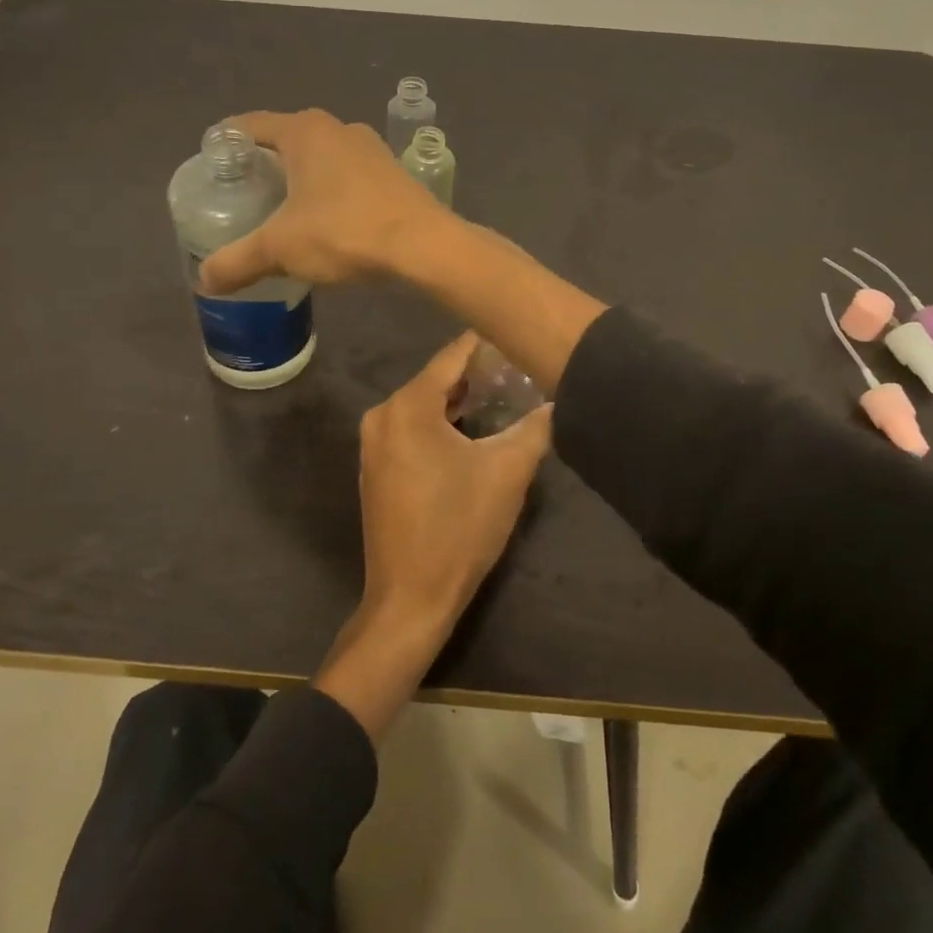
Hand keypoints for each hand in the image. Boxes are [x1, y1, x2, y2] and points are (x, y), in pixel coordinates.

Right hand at [198, 109, 452, 295]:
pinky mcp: (393, 172)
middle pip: (288, 138)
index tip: (212, 161)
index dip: (227, 140)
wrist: (424, 245)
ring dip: (302, 176)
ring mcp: (371, 149)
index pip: (252, 125)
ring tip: (282, 208)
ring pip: (323, 157)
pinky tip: (326, 218)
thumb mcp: (281, 248)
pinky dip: (331, 190)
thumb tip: (204, 280)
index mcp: (305, 131)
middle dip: (265, 162)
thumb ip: (238, 261)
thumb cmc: (344, 232)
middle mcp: (339, 129)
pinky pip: (349, 174)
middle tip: (243, 192)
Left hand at [357, 331, 552, 630]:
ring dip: (459, 402)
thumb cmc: (459, 528)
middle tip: (519, 371)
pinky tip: (471, 432)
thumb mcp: (508, 473)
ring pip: (423, 405)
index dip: (488, 344)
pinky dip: (439, 424)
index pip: (453, 356)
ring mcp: (374, 443)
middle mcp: (382, 414)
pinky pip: (411, 429)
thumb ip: (535, 428)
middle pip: (436, 379)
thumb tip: (559, 399)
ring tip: (503, 398)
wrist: (410, 598)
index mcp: (408, 406)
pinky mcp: (375, 467)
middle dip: (476, 375)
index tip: (519, 335)